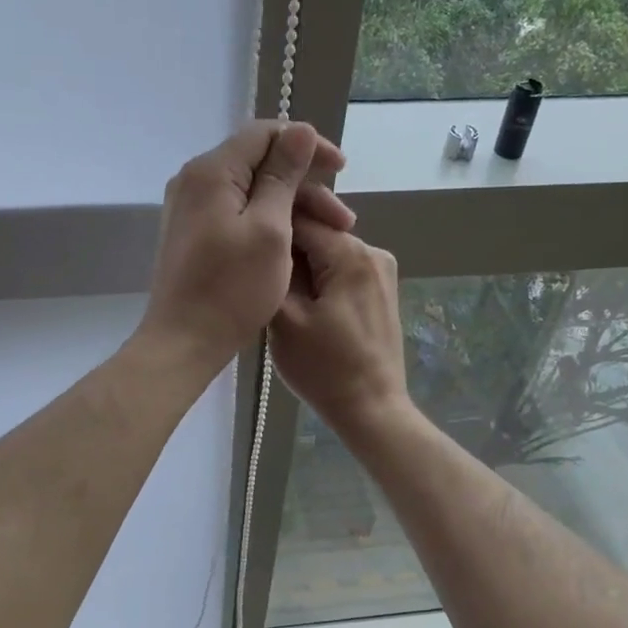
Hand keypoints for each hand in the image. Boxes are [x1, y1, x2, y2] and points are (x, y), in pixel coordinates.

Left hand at [137, 121, 352, 373]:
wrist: (183, 341)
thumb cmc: (231, 289)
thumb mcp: (269, 230)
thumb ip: (283, 177)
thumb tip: (299, 130)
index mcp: (211, 171)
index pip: (265, 133)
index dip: (308, 145)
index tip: (341, 170)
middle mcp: (194, 180)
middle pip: (258, 162)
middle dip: (305, 184)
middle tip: (343, 220)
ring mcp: (190, 208)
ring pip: (250, 190)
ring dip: (291, 206)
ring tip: (328, 236)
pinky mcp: (193, 233)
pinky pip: (237, 211)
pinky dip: (268, 221)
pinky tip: (294, 242)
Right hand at [270, 220, 412, 441]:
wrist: (371, 409)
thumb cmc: (323, 368)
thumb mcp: (284, 319)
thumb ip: (275, 270)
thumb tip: (268, 240)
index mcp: (350, 252)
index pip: (299, 218)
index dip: (267, 229)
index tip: (244, 248)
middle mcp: (373, 251)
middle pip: (316, 233)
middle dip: (287, 251)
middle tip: (259, 278)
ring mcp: (382, 270)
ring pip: (328, 252)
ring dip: (302, 267)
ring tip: (278, 295)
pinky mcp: (382, 290)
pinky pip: (342, 270)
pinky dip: (321, 280)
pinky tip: (304, 306)